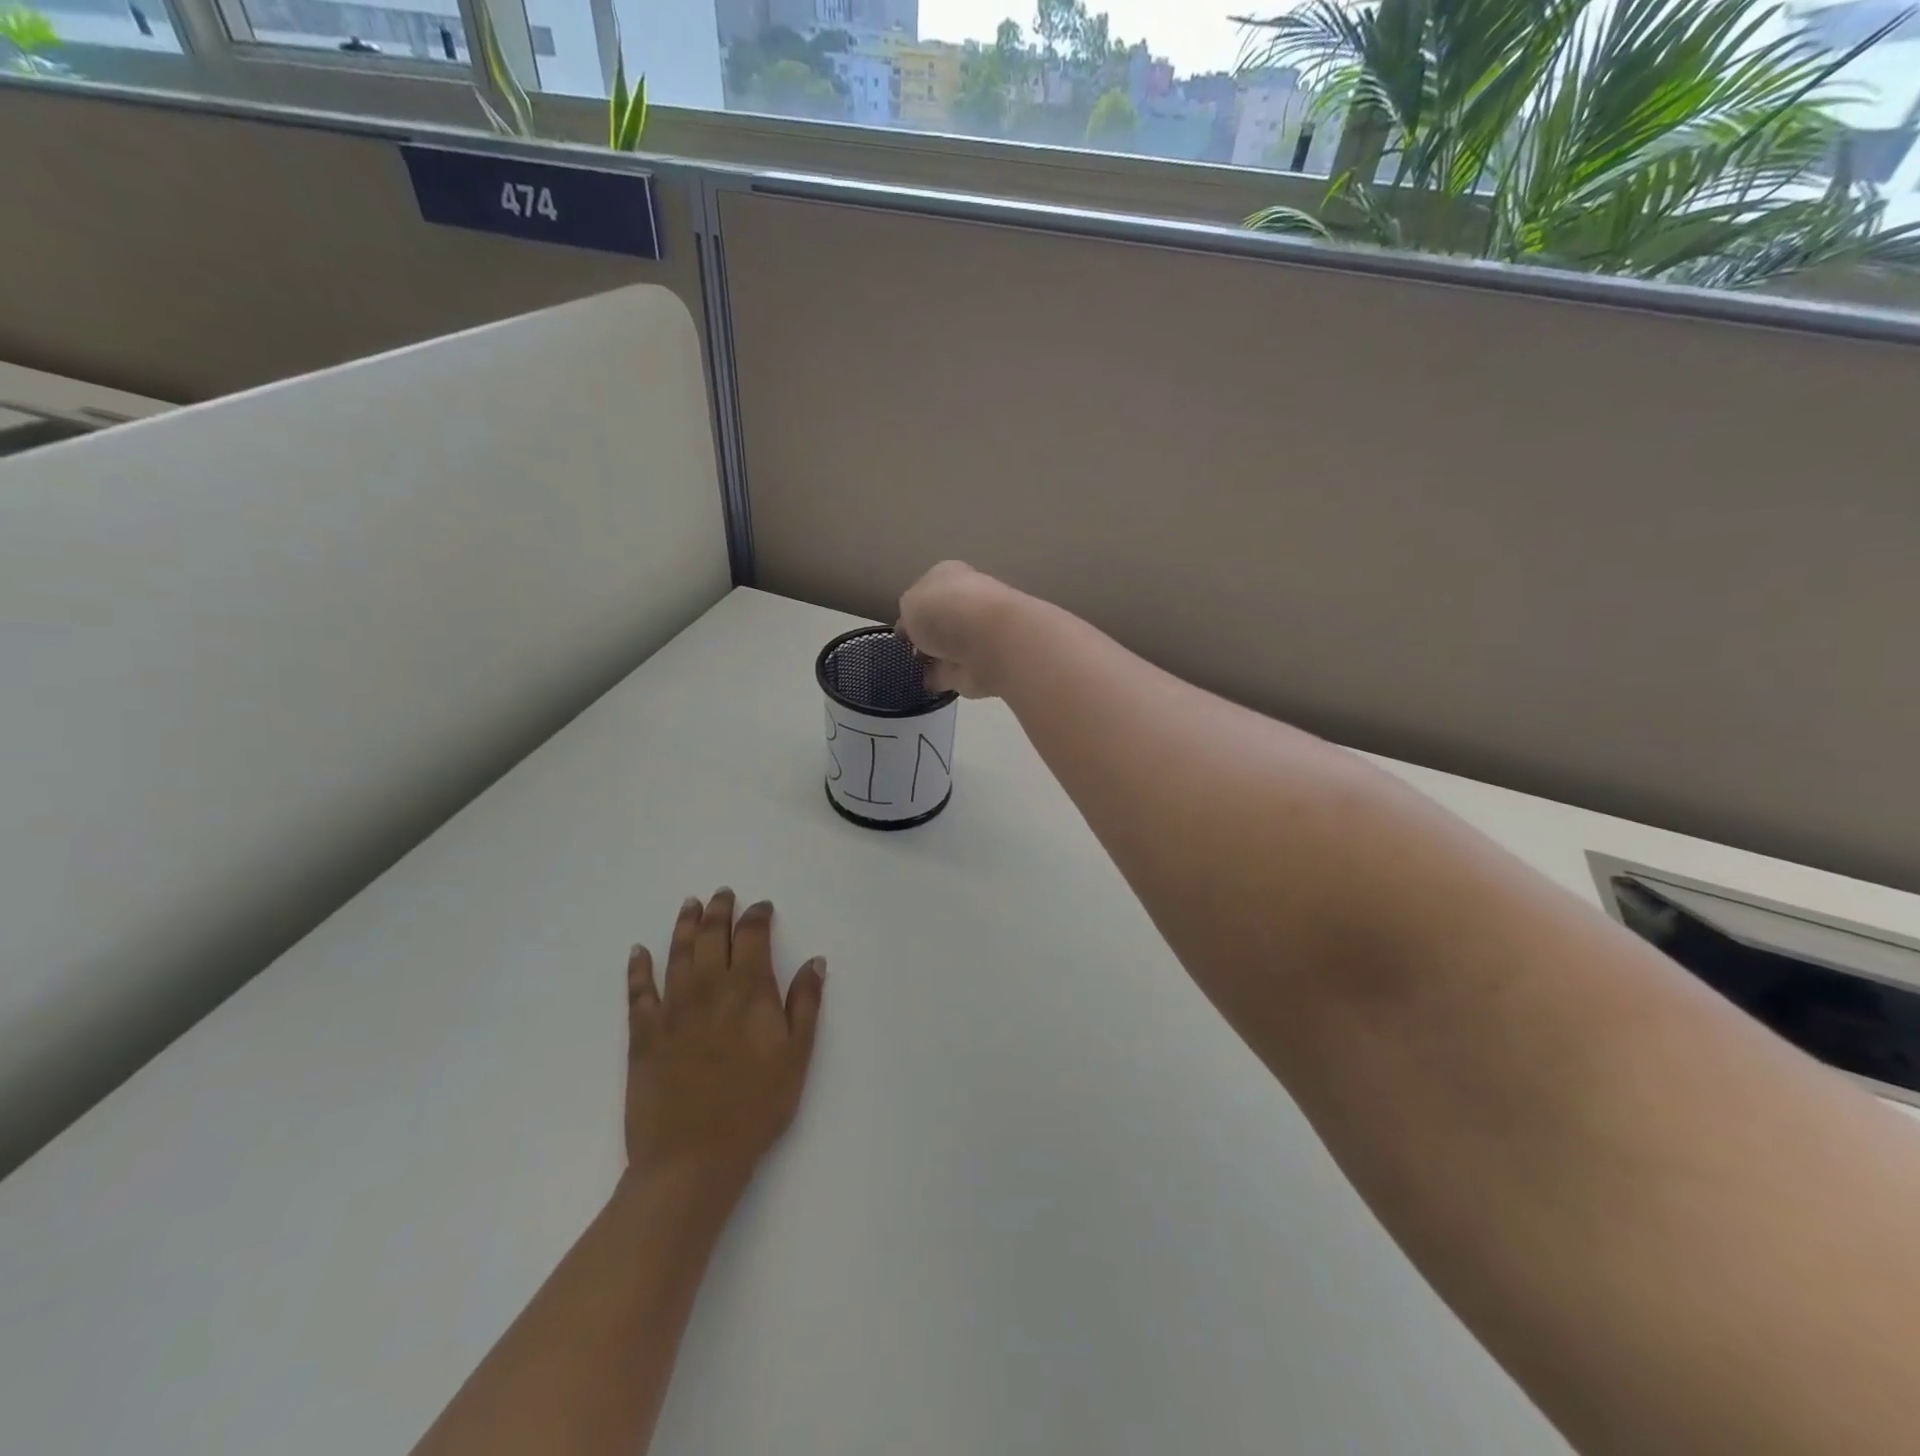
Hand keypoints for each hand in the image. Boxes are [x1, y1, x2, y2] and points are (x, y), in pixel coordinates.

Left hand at [624, 890, 824, 1203]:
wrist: (692, 1158)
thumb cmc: (756, 1107)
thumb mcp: (797, 1056)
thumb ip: (806, 1004)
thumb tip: (815, 961)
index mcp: (749, 991)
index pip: (753, 937)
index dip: (757, 916)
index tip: (762, 907)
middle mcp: (709, 989)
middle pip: (713, 937)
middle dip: (720, 911)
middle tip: (722, 893)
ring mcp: (672, 1010)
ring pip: (678, 954)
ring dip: (685, 926)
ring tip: (690, 905)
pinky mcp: (644, 1035)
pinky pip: (638, 992)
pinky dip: (637, 969)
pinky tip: (637, 951)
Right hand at [897, 561, 1024, 698]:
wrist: (988, 641)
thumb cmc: (943, 610)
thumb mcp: (909, 603)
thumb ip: (908, 615)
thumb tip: (913, 629)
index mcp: (951, 577)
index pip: (930, 589)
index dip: (915, 606)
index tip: (902, 625)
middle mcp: (968, 603)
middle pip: (943, 618)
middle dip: (928, 632)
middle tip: (909, 647)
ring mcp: (978, 637)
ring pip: (950, 646)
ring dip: (936, 656)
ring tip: (914, 668)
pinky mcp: (982, 668)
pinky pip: (954, 672)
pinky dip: (942, 678)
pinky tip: (927, 685)